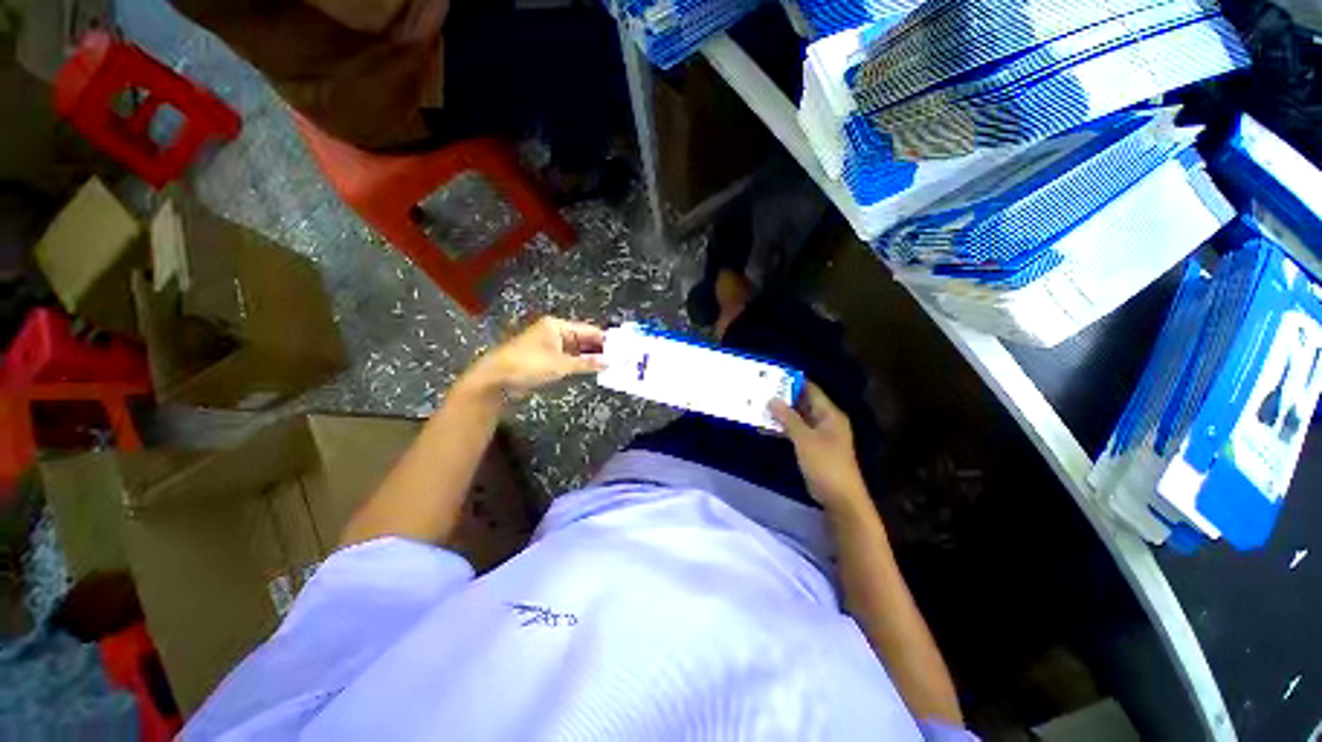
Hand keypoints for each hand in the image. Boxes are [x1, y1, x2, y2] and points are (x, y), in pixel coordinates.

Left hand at [463, 317, 606, 399]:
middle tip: (619, 359)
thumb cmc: (529, 365)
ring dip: (590, 358)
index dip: (604, 340)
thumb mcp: (561, 365)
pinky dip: (579, 364)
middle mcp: (554, 333)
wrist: (496, 379)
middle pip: (583, 339)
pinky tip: (592, 370)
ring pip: (576, 350)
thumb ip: (587, 364)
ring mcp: (549, 346)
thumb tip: (609, 362)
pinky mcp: (545, 359)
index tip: (622, 349)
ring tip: (611, 366)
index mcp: (557, 326)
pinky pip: (568, 359)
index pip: (588, 330)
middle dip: (599, 349)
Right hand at [770, 383, 868, 510]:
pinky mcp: (814, 448)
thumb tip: (772, 399)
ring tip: (759, 406)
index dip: (793, 382)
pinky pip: (797, 432)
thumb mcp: (804, 438)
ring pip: (798, 418)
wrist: (840, 498)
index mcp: (830, 414)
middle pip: (804, 403)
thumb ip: (788, 418)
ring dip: (781, 414)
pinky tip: (767, 427)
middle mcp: (826, 421)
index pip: (811, 390)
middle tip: (761, 390)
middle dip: (784, 398)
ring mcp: (820, 435)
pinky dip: (784, 428)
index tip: (773, 376)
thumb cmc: (825, 464)